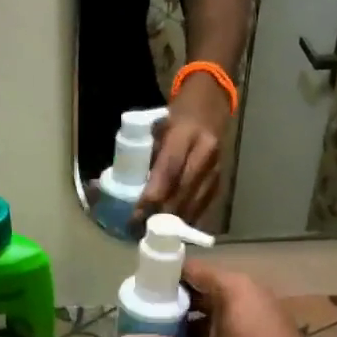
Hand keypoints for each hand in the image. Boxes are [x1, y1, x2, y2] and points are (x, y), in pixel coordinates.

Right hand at [112, 262, 336, 336]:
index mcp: (232, 287)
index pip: (186, 269)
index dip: (159, 281)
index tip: (136, 299)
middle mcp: (247, 292)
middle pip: (198, 290)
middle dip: (170, 310)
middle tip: (141, 327)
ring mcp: (259, 313)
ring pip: (213, 312)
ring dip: (187, 330)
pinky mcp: (266, 334)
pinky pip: (228, 328)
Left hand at [135, 83, 229, 224]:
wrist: (211, 103)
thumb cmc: (176, 115)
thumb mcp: (156, 126)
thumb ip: (142, 155)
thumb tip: (114, 186)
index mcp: (186, 132)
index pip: (169, 169)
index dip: (153, 194)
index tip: (136, 214)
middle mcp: (205, 150)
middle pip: (184, 190)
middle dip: (162, 213)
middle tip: (142, 230)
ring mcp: (217, 166)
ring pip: (196, 201)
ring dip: (175, 220)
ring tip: (154, 234)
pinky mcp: (222, 178)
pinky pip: (205, 203)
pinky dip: (188, 217)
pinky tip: (174, 228)